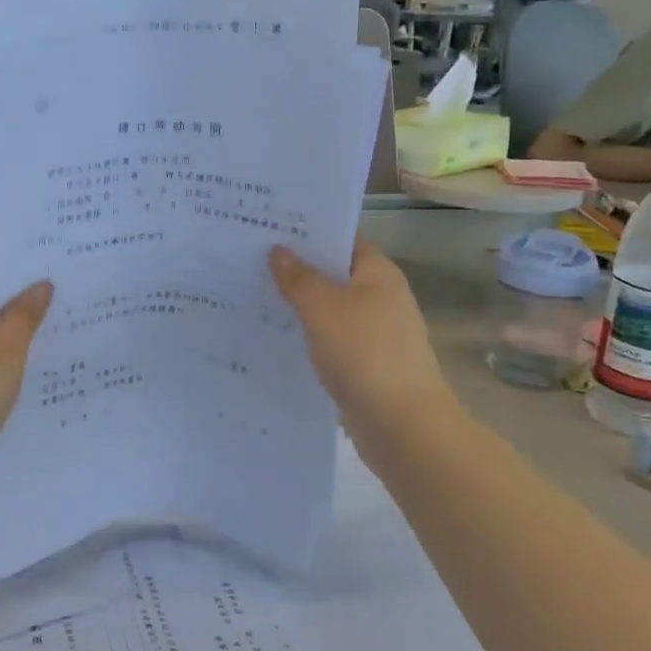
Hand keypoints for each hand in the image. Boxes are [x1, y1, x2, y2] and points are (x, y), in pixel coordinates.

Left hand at [0, 258, 52, 469]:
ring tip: (56, 315)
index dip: (15, 255)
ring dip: (11, 317)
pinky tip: (29, 354)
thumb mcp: (9, 348)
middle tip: (63, 283)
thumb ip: (26, 312)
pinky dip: (0, 343)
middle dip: (19, 286)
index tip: (50, 254)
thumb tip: (41, 283)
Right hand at [269, 240, 454, 444]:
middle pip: (333, 271)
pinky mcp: (364, 362)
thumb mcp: (323, 308)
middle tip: (247, 257)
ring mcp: (374, 331)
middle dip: (295, 266)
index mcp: (377, 273)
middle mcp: (380, 296)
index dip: (307, 229)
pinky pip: (329, 337)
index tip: (267, 225)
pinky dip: (306, 333)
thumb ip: (298, 277)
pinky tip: (274, 334)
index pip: (341, 238)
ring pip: (328, 307)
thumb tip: (279, 251)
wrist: (402, 426)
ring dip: (297, 302)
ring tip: (251, 292)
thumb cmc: (364, 354)